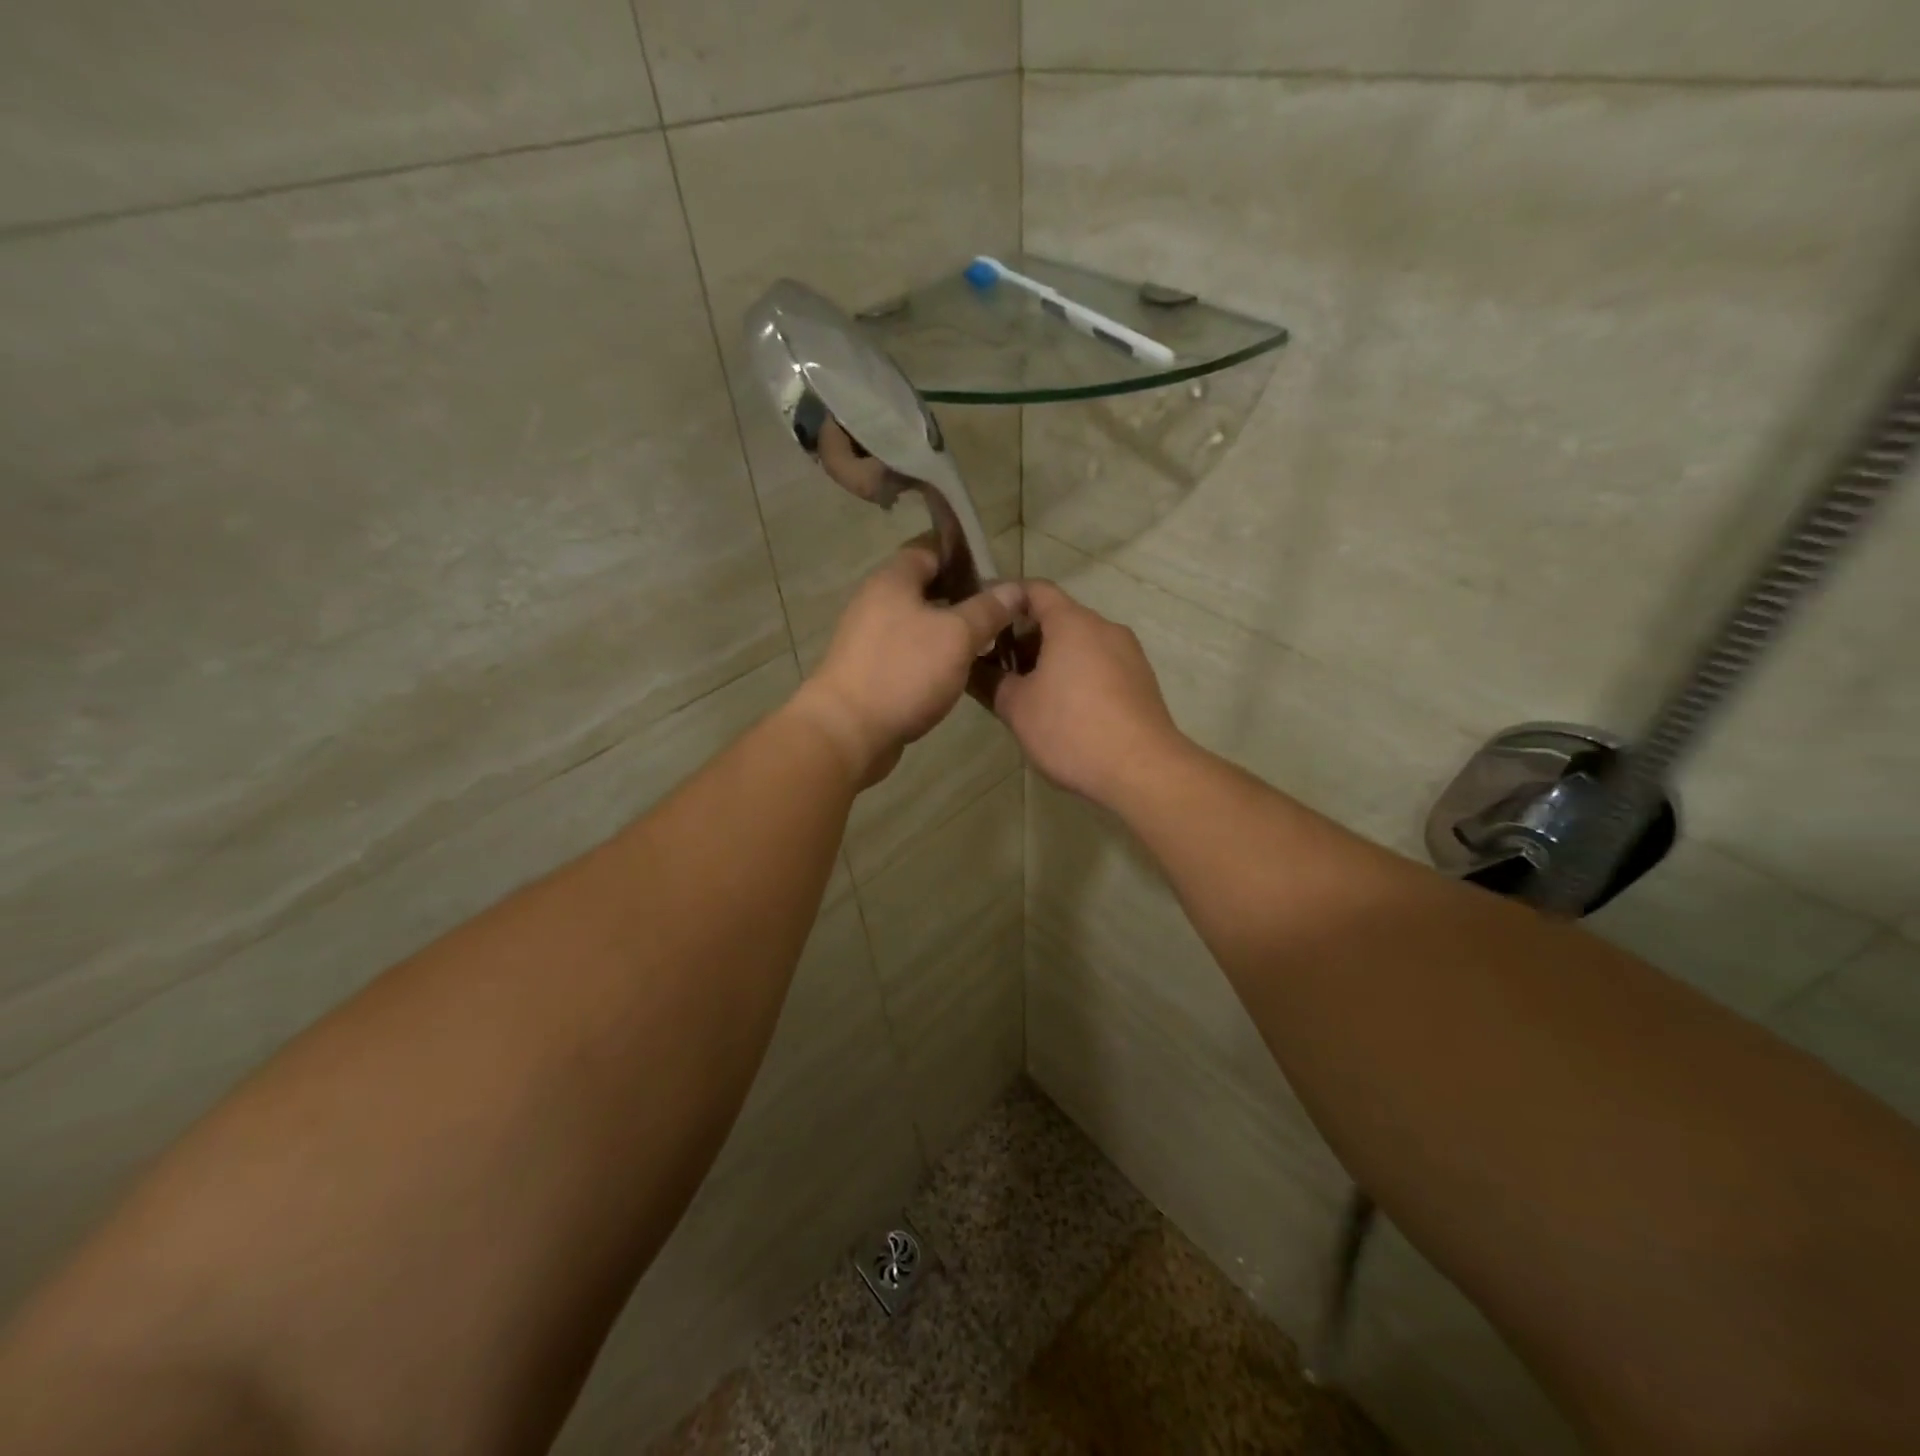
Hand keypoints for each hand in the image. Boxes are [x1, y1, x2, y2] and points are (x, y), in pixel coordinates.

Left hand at [793, 542, 1027, 786]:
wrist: (848, 732)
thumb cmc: (904, 671)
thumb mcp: (957, 635)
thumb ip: (988, 609)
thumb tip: (1015, 588)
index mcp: (892, 580)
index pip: (929, 549)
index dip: (964, 556)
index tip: (997, 573)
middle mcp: (876, 602)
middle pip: (925, 588)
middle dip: (962, 597)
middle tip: (1000, 612)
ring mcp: (870, 639)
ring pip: (918, 624)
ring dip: (950, 630)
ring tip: (987, 642)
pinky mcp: (871, 671)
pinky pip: (909, 653)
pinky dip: (933, 657)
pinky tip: (959, 672)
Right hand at [987, 581, 1183, 804]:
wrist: (1142, 770)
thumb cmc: (1071, 729)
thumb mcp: (1017, 708)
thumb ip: (990, 682)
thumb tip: (970, 669)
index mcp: (1072, 622)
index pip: (1035, 590)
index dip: (1005, 599)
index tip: (984, 619)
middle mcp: (1104, 628)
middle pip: (1058, 618)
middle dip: (1024, 638)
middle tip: (996, 667)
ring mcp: (1128, 654)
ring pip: (1080, 644)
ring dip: (1050, 660)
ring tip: (1026, 693)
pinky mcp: (1141, 681)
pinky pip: (1100, 665)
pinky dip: (1076, 675)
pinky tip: (1062, 711)